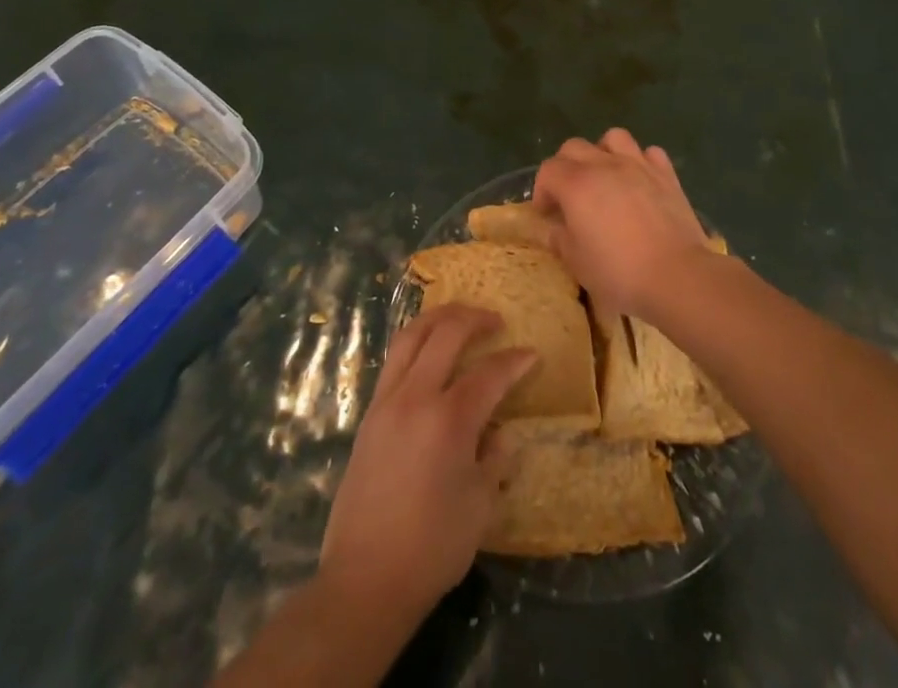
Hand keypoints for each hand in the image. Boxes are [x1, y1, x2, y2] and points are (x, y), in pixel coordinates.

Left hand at [319, 304, 533, 629]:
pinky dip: (415, 342)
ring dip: (438, 318)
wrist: (365, 580)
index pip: (490, 373)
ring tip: (459, 317)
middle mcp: (415, 397)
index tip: (532, 356)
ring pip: (411, 336)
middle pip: (446, 333)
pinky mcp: (368, 415)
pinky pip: (394, 360)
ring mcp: (387, 402)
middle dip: (474, 318)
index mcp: (449, 419)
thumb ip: (494, 458)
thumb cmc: (432, 547)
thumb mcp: (480, 506)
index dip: (515, 361)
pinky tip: (428, 352)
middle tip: (495, 321)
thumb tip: (500, 432)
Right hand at [531, 128, 713, 318]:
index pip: (548, 170)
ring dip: (603, 153)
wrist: (676, 275)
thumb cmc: (619, 272)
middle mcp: (604, 165)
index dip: (542, 191)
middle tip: (570, 196)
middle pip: (574, 147)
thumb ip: (559, 239)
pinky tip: (639, 181)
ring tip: (605, 178)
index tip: (547, 214)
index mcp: (576, 184)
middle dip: (565, 167)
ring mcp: (638, 165)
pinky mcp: (666, 174)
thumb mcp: (577, 262)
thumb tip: (552, 228)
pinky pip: (649, 153)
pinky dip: (640, 161)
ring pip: (613, 138)